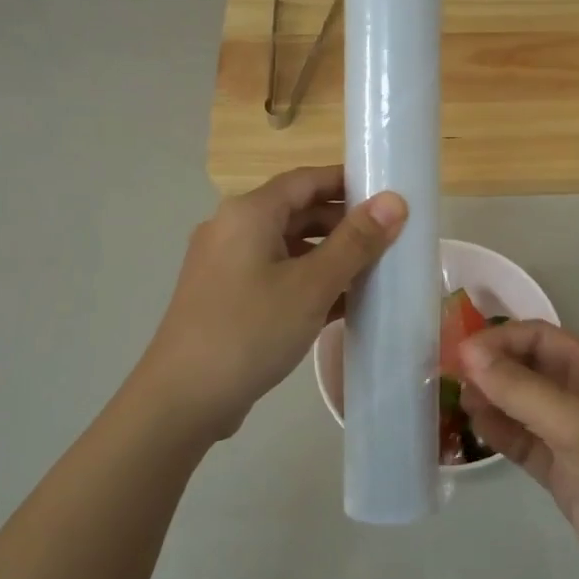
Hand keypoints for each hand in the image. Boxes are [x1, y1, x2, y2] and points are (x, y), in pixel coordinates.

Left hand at [139, 165, 406, 439]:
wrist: (183, 399)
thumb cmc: (250, 331)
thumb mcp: (311, 285)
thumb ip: (355, 242)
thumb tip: (395, 201)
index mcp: (249, 213)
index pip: (307, 179)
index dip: (349, 182)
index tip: (390, 195)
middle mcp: (233, 229)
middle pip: (298, 212)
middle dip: (344, 224)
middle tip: (390, 239)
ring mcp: (228, 266)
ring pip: (289, 247)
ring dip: (330, 257)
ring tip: (375, 272)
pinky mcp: (229, 298)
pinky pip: (277, 276)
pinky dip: (309, 282)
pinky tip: (344, 304)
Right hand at [460, 321, 578, 578]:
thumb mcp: (575, 428)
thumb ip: (521, 389)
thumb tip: (467, 352)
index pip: (539, 337)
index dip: (500, 339)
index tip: (460, 354)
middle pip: (527, 366)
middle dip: (491, 366)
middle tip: (449, 377)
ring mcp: (569, 436)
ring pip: (520, 403)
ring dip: (490, 397)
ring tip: (458, 401)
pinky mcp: (558, 470)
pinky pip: (520, 439)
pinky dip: (497, 431)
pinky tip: (475, 428)